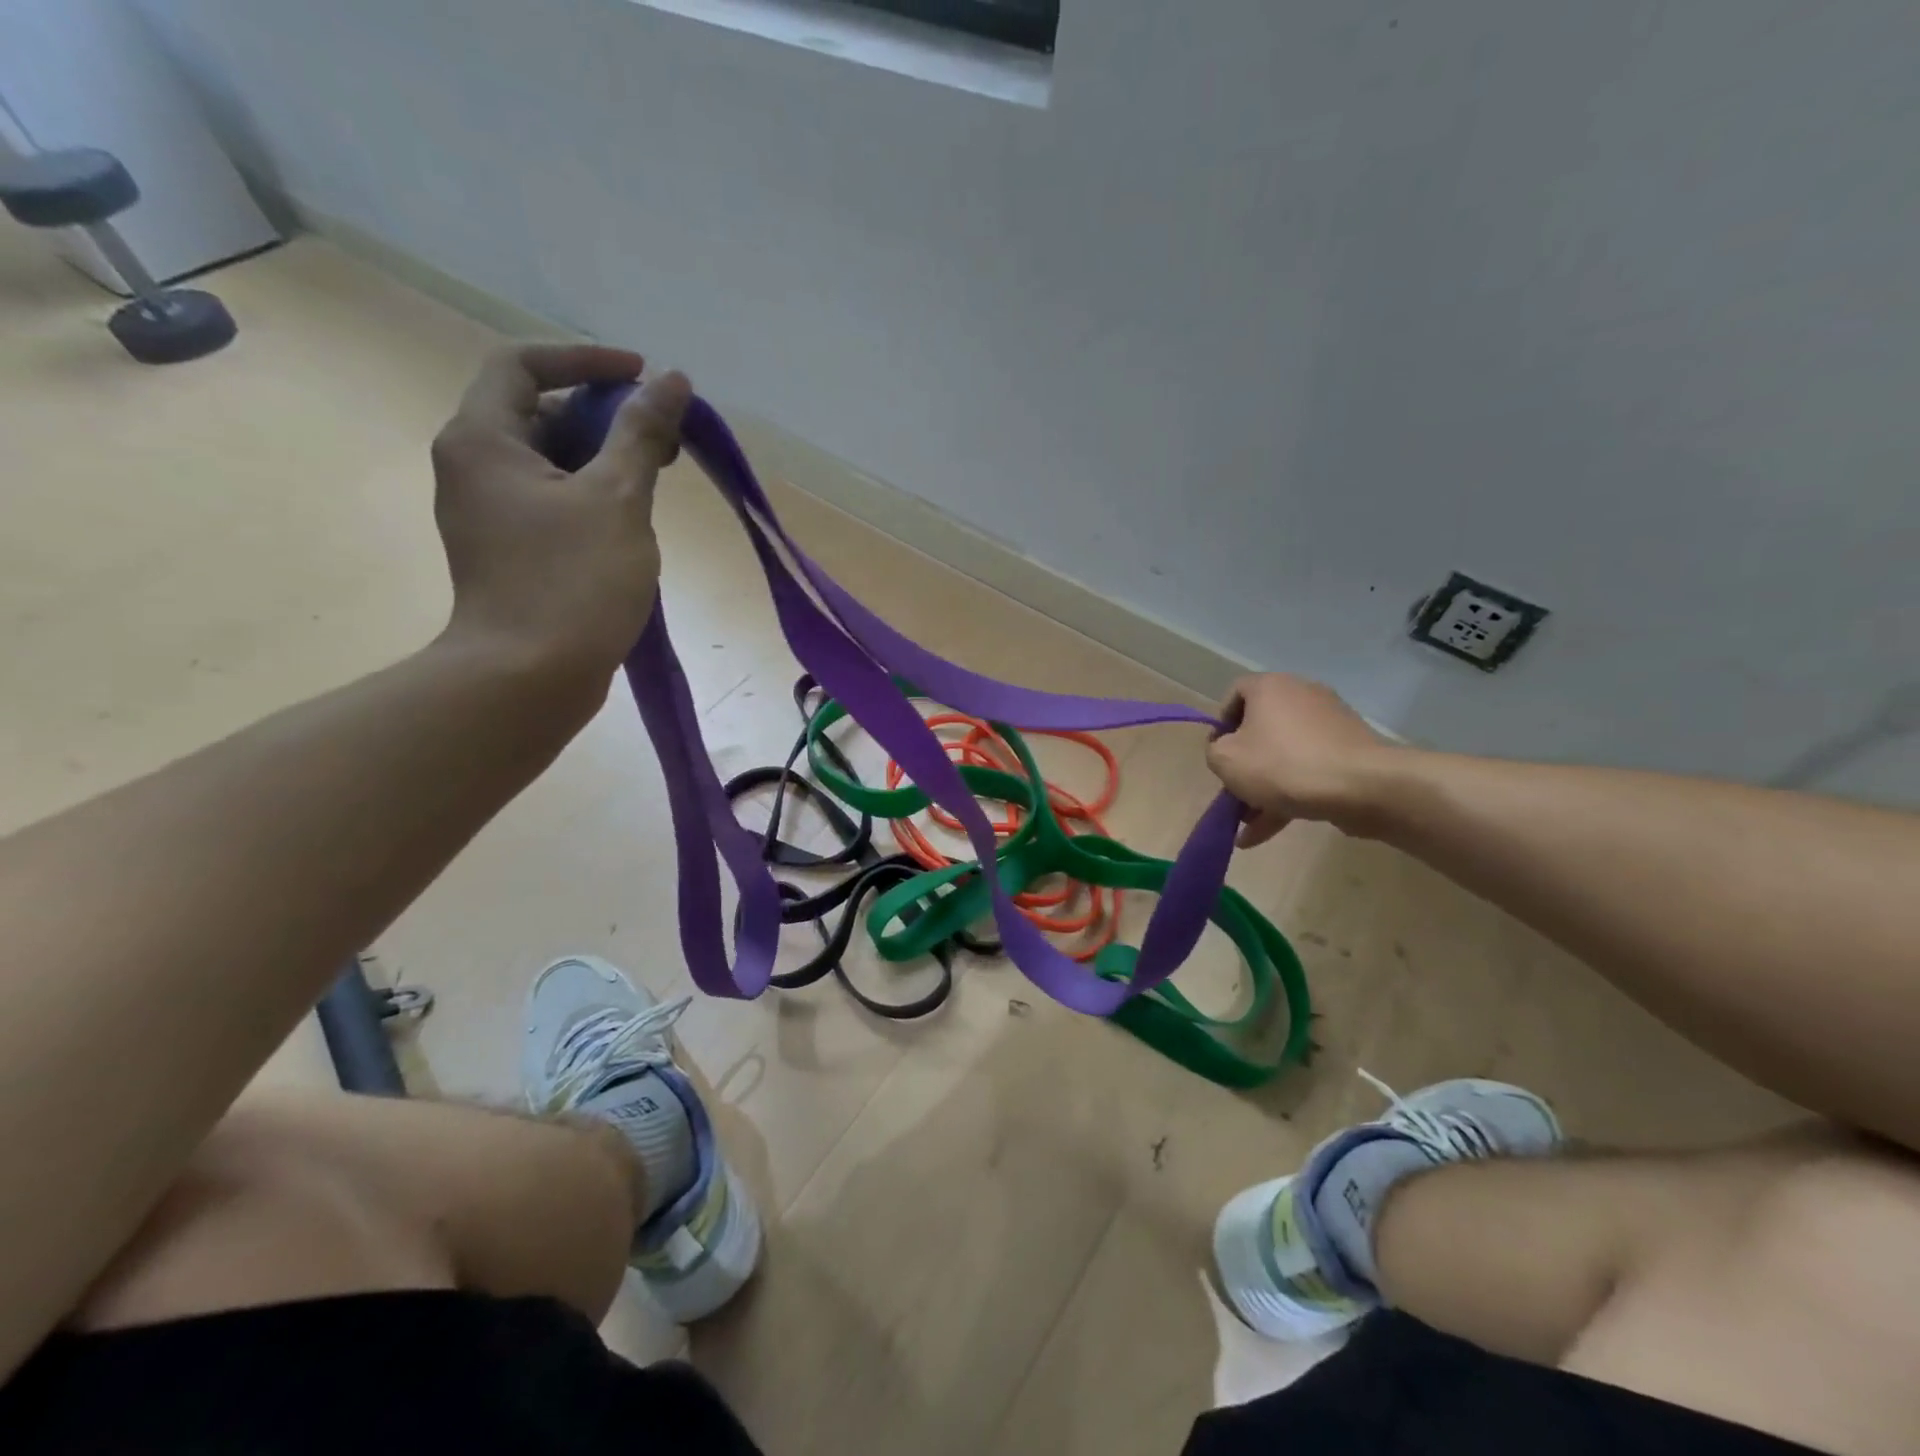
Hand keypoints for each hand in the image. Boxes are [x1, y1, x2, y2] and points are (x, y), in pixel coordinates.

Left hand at [431, 343, 690, 681]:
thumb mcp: (618, 499)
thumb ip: (643, 434)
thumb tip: (672, 381)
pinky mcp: (510, 551)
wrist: (530, 678)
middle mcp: (474, 468)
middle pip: (539, 414)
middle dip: (605, 416)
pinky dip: (592, 496)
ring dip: (605, 459)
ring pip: (551, 462)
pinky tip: (634, 522)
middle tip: (665, 437)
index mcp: (483, 440)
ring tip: (659, 479)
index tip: (643, 376)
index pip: (524, 365)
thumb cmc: (573, 581)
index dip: (586, 360)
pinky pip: (552, 502)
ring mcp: (489, 514)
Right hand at [1206, 674, 1396, 846]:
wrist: (1361, 787)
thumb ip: (1214, 751)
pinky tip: (1268, 831)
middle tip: (1233, 792)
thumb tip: (1224, 750)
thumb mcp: (1225, 760)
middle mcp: (1301, 695)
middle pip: (1261, 728)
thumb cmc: (1282, 765)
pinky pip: (1308, 769)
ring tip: (1248, 825)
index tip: (1218, 753)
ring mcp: (1330, 723)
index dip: (1221, 724)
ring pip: (1285, 754)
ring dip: (1264, 788)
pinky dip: (1289, 794)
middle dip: (1244, 764)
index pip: (1235, 693)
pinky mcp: (1349, 751)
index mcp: (1270, 687)